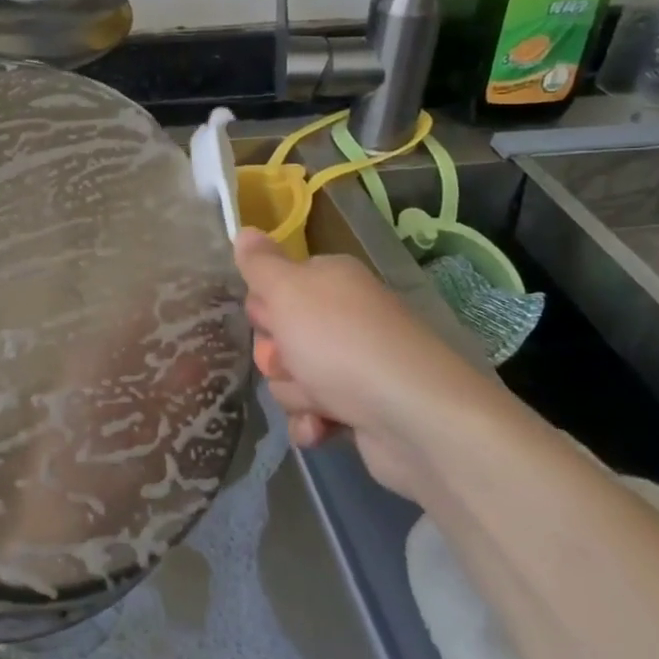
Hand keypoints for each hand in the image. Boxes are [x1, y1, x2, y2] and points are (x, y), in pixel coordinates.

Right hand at [233, 227, 499, 496]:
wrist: (412, 416)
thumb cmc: (340, 343)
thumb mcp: (288, 291)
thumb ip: (260, 263)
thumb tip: (245, 231)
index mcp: (330, 280)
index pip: (276, 286)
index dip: (264, 308)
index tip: (269, 322)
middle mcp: (344, 316)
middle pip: (280, 335)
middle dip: (276, 357)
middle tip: (290, 362)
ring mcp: (354, 363)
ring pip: (292, 377)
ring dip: (296, 393)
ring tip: (319, 399)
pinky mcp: (361, 407)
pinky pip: (314, 413)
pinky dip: (314, 422)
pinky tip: (323, 427)